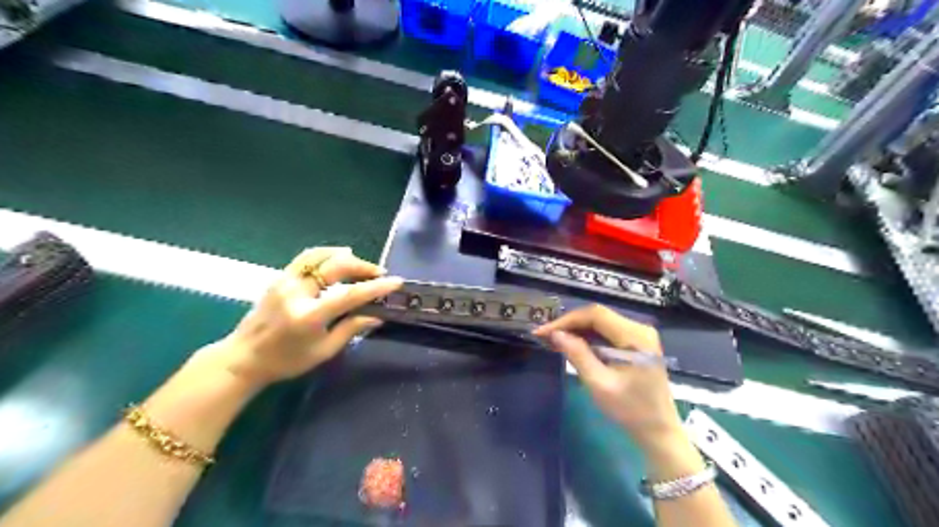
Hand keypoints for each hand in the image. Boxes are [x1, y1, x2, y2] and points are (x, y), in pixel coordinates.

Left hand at [205, 247, 400, 387]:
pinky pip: (307, 258)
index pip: (349, 295)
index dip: (375, 287)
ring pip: (321, 255)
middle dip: (362, 267)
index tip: (395, 281)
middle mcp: (296, 292)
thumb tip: (377, 316)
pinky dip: (327, 254)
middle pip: (336, 266)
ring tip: (361, 264)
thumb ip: (351, 329)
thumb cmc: (286, 361)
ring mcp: (285, 281)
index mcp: (309, 315)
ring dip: (345, 257)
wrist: (243, 358)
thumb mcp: (323, 351)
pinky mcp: (279, 278)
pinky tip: (338, 258)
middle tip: (379, 273)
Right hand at [536, 307, 684, 450]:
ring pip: (600, 322)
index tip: (543, 332)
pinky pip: (607, 332)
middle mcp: (639, 328)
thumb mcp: (599, 384)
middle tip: (544, 336)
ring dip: (576, 330)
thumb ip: (577, 355)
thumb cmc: (631, 411)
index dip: (566, 320)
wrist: (659, 431)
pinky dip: (588, 337)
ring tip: (553, 340)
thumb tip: (555, 334)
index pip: (595, 315)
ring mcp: (639, 334)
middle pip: (597, 316)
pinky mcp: (636, 343)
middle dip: (569, 324)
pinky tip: (572, 344)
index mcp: (635, 336)